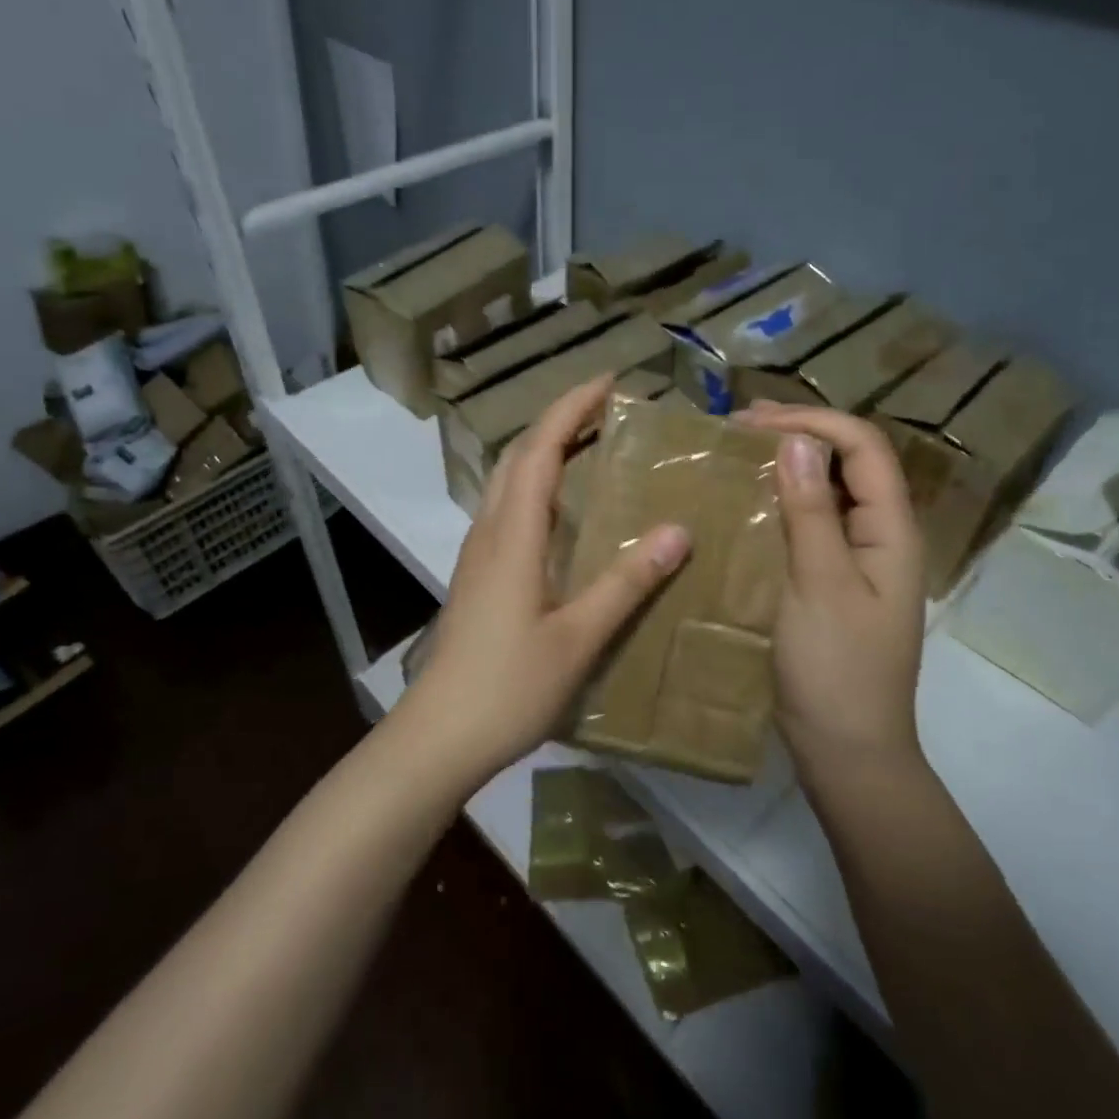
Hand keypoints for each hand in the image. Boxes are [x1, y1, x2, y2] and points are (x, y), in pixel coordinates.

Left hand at [393, 376, 691, 790]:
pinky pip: (508, 509)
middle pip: (518, 455)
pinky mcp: (478, 574)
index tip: (609, 383)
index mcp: (513, 535)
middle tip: (607, 410)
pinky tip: (565, 511)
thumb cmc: (509, 686)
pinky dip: (538, 485)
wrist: (440, 735)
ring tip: (592, 447)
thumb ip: (626, 582)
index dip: (571, 408)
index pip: (539, 449)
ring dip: (546, 451)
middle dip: (559, 421)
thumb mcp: (578, 637)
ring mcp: (478, 553)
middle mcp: (490, 531)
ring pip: (508, 481)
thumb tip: (678, 531)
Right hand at [734, 403, 927, 770]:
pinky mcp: (831, 581)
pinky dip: (779, 503)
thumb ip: (810, 512)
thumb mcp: (819, 585)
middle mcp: (879, 536)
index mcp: (891, 531)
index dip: (813, 421)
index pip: (863, 448)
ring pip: (827, 492)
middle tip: (737, 428)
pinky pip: (810, 525)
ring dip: (787, 466)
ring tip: (736, 455)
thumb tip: (797, 441)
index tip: (752, 422)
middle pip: (849, 463)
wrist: (846, 750)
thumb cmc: (837, 669)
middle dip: (798, 434)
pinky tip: (745, 505)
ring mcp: (856, 560)